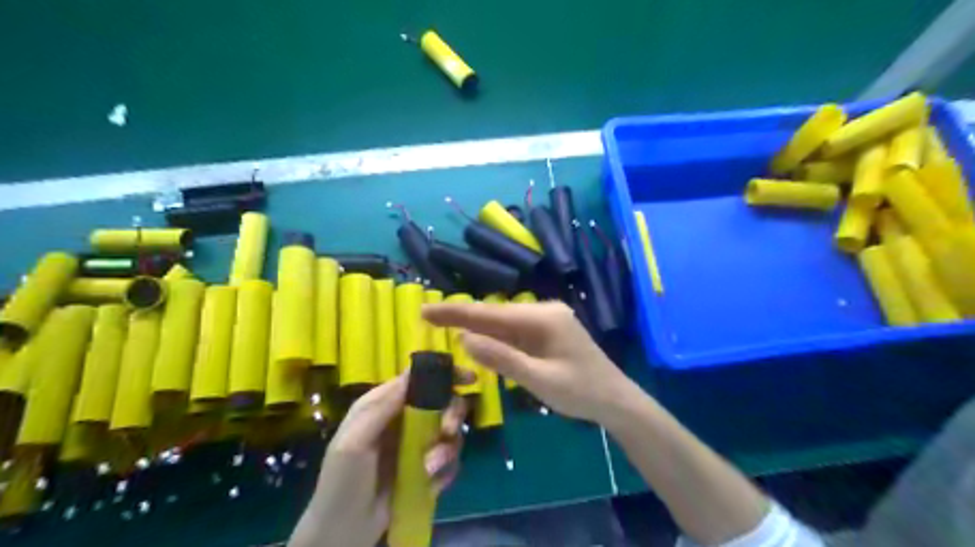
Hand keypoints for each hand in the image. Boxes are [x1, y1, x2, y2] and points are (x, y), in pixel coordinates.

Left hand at [287, 376, 466, 546]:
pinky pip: (451, 460)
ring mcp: (419, 445)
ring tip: (430, 468)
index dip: (445, 374)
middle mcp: (406, 419)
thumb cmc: (342, 481)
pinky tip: (432, 482)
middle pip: (444, 402)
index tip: (469, 379)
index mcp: (386, 405)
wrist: (344, 530)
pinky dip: (448, 469)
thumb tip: (413, 372)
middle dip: (452, 414)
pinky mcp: (428, 469)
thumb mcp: (353, 441)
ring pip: (452, 432)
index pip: (419, 379)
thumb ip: (380, 407)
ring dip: (447, 449)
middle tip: (448, 431)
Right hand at [425, 301, 637, 424]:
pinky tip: (475, 338)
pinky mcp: (547, 332)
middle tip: (427, 317)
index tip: (426, 310)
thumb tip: (463, 338)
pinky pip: (514, 332)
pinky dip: (494, 336)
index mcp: (543, 318)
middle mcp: (543, 311)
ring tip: (442, 325)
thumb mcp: (540, 379)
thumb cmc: (582, 392)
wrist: (617, 401)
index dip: (456, 313)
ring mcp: (546, 320)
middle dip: (461, 317)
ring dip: (475, 326)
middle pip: (495, 314)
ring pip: (503, 322)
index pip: (491, 314)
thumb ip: (502, 358)